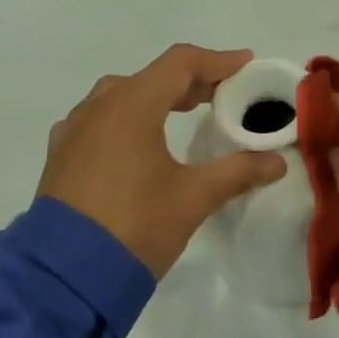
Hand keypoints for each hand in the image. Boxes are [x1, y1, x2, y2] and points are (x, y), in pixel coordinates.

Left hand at [40, 45, 285, 277]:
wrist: (65, 277)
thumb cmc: (136, 224)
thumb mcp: (195, 198)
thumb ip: (238, 172)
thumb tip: (277, 162)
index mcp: (131, 106)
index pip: (180, 63)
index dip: (217, 61)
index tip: (246, 65)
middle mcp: (98, 108)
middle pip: (151, 76)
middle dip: (189, 81)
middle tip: (220, 95)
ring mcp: (73, 132)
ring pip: (120, 96)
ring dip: (155, 98)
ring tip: (181, 114)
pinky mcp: (61, 158)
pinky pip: (98, 121)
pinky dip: (126, 119)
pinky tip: (135, 143)